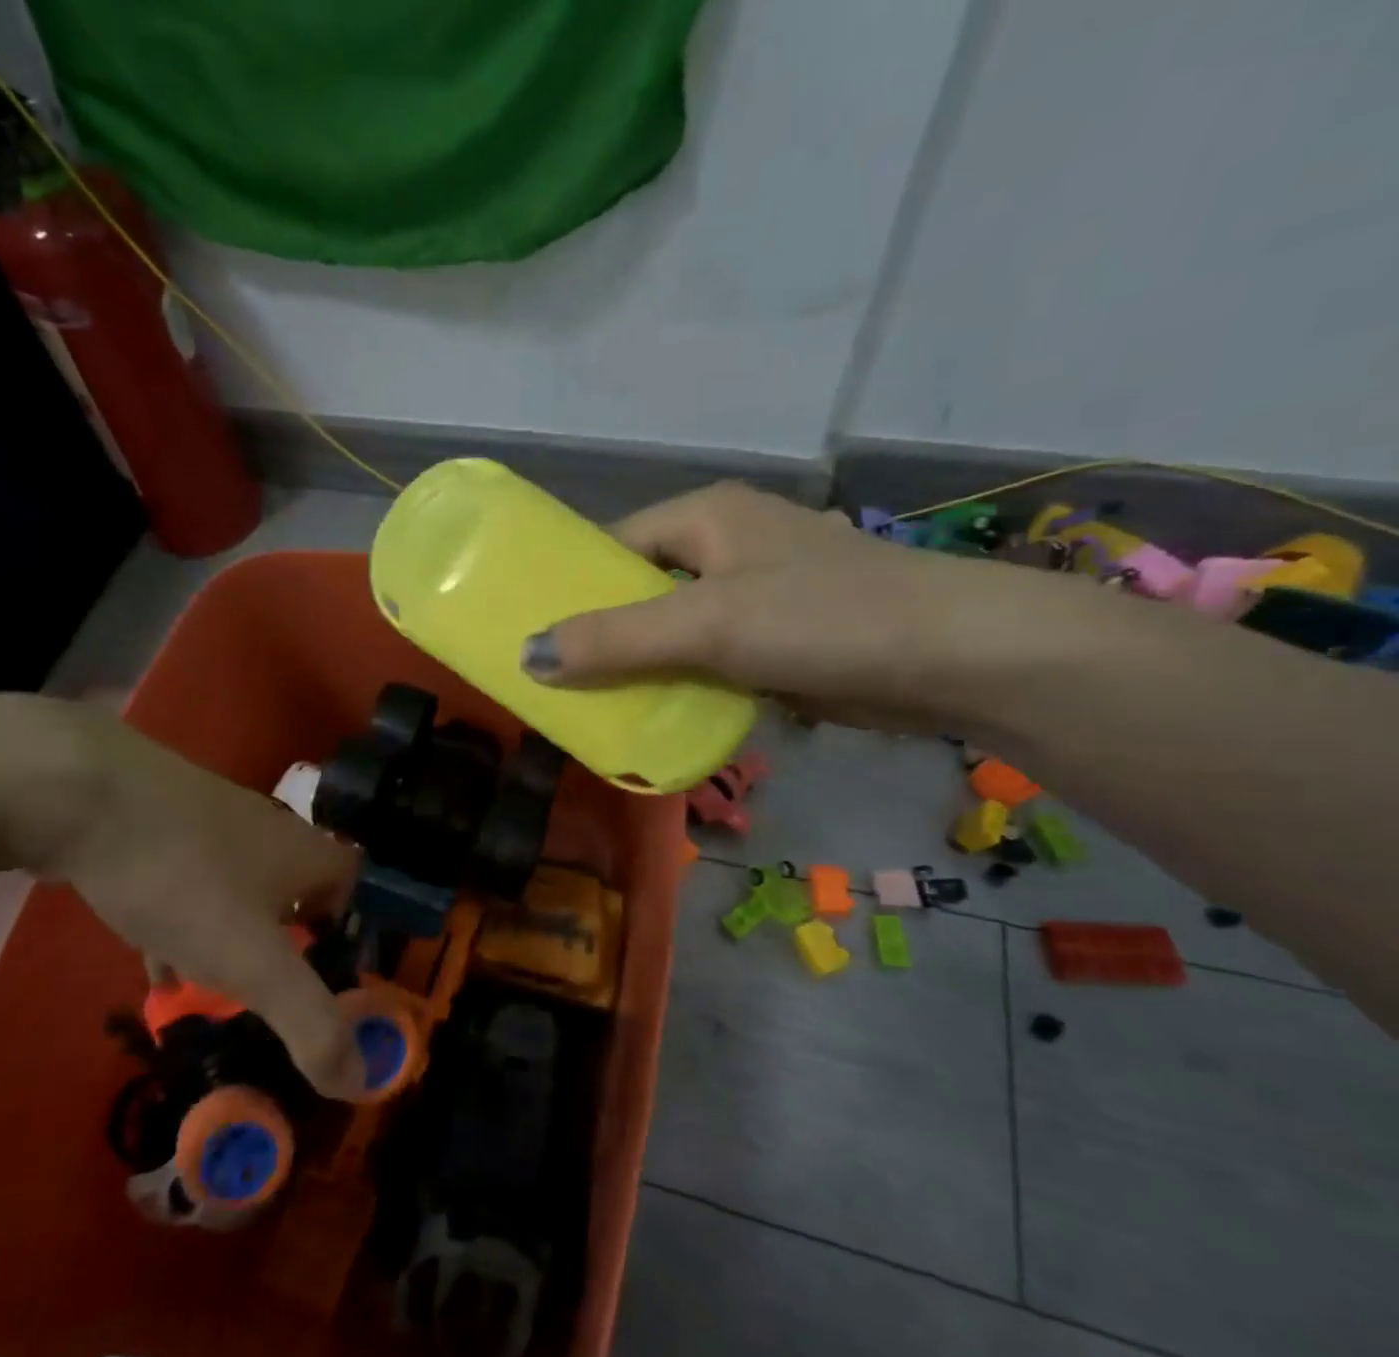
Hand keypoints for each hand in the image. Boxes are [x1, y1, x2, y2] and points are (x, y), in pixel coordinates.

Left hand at [15, 703, 362, 1098]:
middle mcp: (270, 834)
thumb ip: (310, 1023)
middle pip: (296, 896)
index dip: (350, 937)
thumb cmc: (185, 878)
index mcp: (307, 855)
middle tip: (268, 1002)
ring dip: (233, 942)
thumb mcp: (253, 961)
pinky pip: (191, 886)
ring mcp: (214, 825)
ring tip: (214, 998)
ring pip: (239, 894)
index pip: (354, 891)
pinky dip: (186, 927)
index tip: (327, 987)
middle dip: (286, 950)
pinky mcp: (163, 827)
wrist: (83, 795)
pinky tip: (160, 963)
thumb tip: (360, 1082)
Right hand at [520, 482, 1073, 735]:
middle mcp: (731, 544)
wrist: (956, 657)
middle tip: (556, 679)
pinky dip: (683, 682)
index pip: (615, 544)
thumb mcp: (706, 624)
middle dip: (603, 633)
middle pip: (643, 588)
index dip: (572, 585)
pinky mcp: (782, 637)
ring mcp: (760, 591)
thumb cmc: (822, 617)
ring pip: (676, 627)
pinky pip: (711, 657)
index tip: (533, 632)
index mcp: (708, 516)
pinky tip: (658, 715)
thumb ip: (614, 640)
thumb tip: (526, 657)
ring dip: (642, 664)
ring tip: (594, 705)